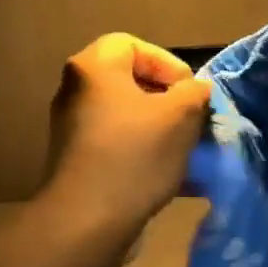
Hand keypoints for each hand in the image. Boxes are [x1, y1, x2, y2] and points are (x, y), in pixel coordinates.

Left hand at [40, 34, 211, 233]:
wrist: (87, 221)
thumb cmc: (135, 154)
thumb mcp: (181, 115)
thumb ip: (194, 92)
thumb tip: (195, 90)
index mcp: (93, 67)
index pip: (132, 44)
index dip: (167, 62)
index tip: (188, 92)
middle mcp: (75, 91)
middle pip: (129, 81)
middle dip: (167, 100)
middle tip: (191, 120)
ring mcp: (72, 128)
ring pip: (125, 116)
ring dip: (158, 129)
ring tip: (186, 150)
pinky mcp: (76, 161)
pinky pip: (116, 144)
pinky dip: (143, 153)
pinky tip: (171, 177)